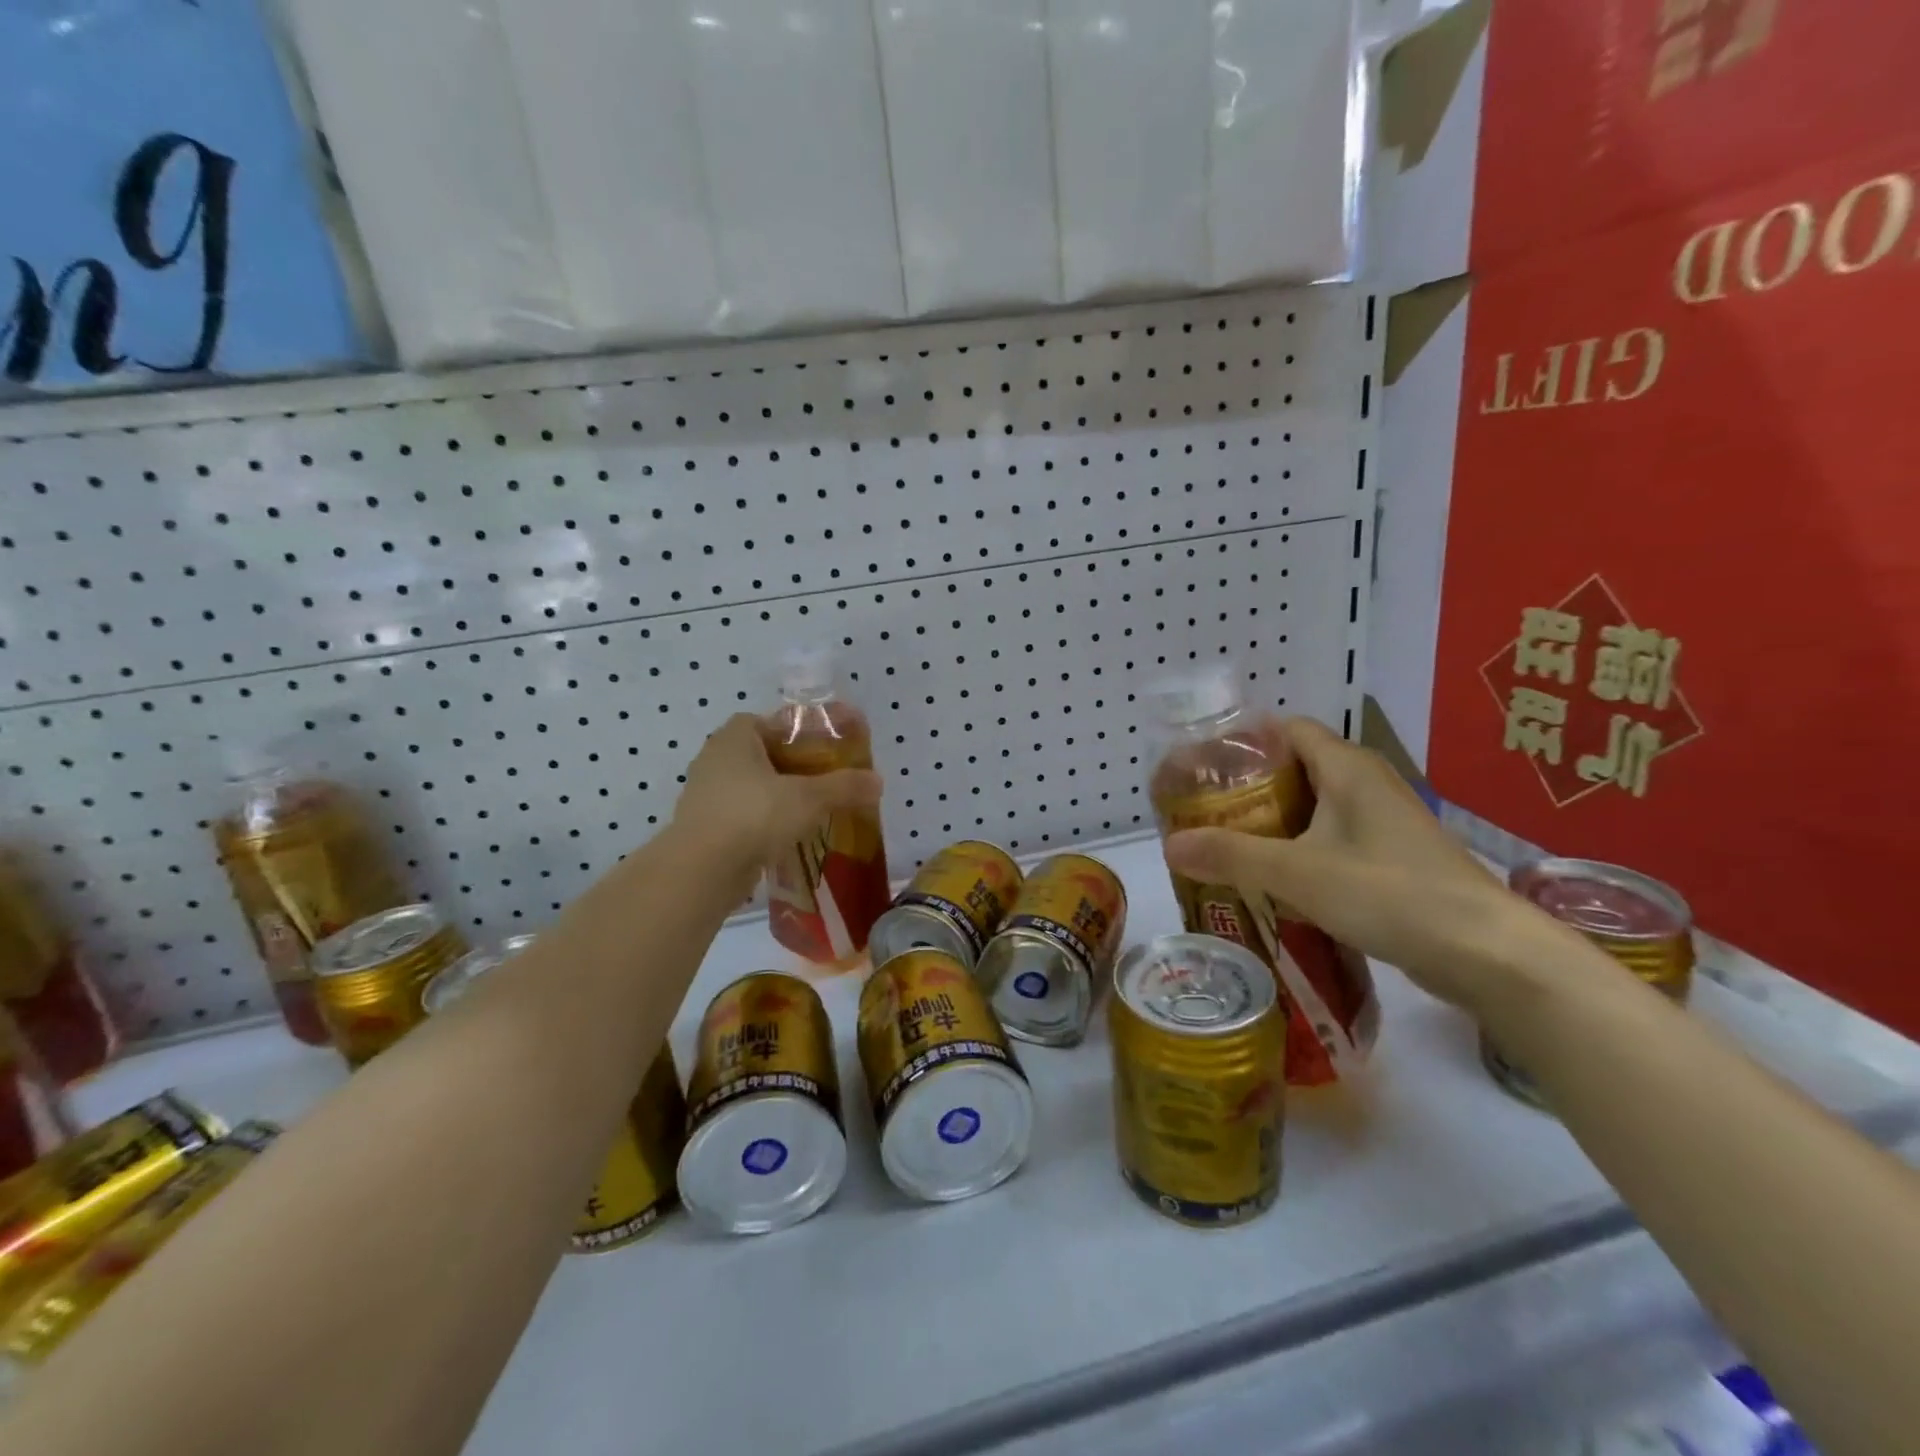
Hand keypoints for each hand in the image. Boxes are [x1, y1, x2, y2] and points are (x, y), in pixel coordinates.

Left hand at [672, 715, 882, 898]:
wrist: (701, 870)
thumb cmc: (754, 815)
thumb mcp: (809, 798)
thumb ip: (844, 786)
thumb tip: (878, 781)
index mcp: (735, 737)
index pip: (771, 722)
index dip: (799, 733)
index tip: (824, 751)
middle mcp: (715, 758)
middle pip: (763, 754)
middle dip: (793, 767)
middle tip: (824, 782)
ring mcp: (705, 794)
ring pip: (752, 787)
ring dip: (778, 796)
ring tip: (811, 811)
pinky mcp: (704, 826)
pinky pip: (742, 815)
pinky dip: (764, 821)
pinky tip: (787, 836)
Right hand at [1163, 717, 1553, 1014]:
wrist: (1488, 954)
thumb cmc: (1390, 894)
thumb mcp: (1297, 873)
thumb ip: (1230, 855)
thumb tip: (1168, 845)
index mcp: (1347, 768)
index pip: (1286, 729)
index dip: (1244, 740)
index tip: (1203, 764)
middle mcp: (1367, 784)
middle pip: (1296, 767)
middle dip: (1249, 786)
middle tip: (1204, 809)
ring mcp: (1384, 823)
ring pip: (1315, 807)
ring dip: (1273, 821)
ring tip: (1226, 843)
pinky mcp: (1393, 859)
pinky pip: (1333, 838)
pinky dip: (1299, 849)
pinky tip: (1273, 879)